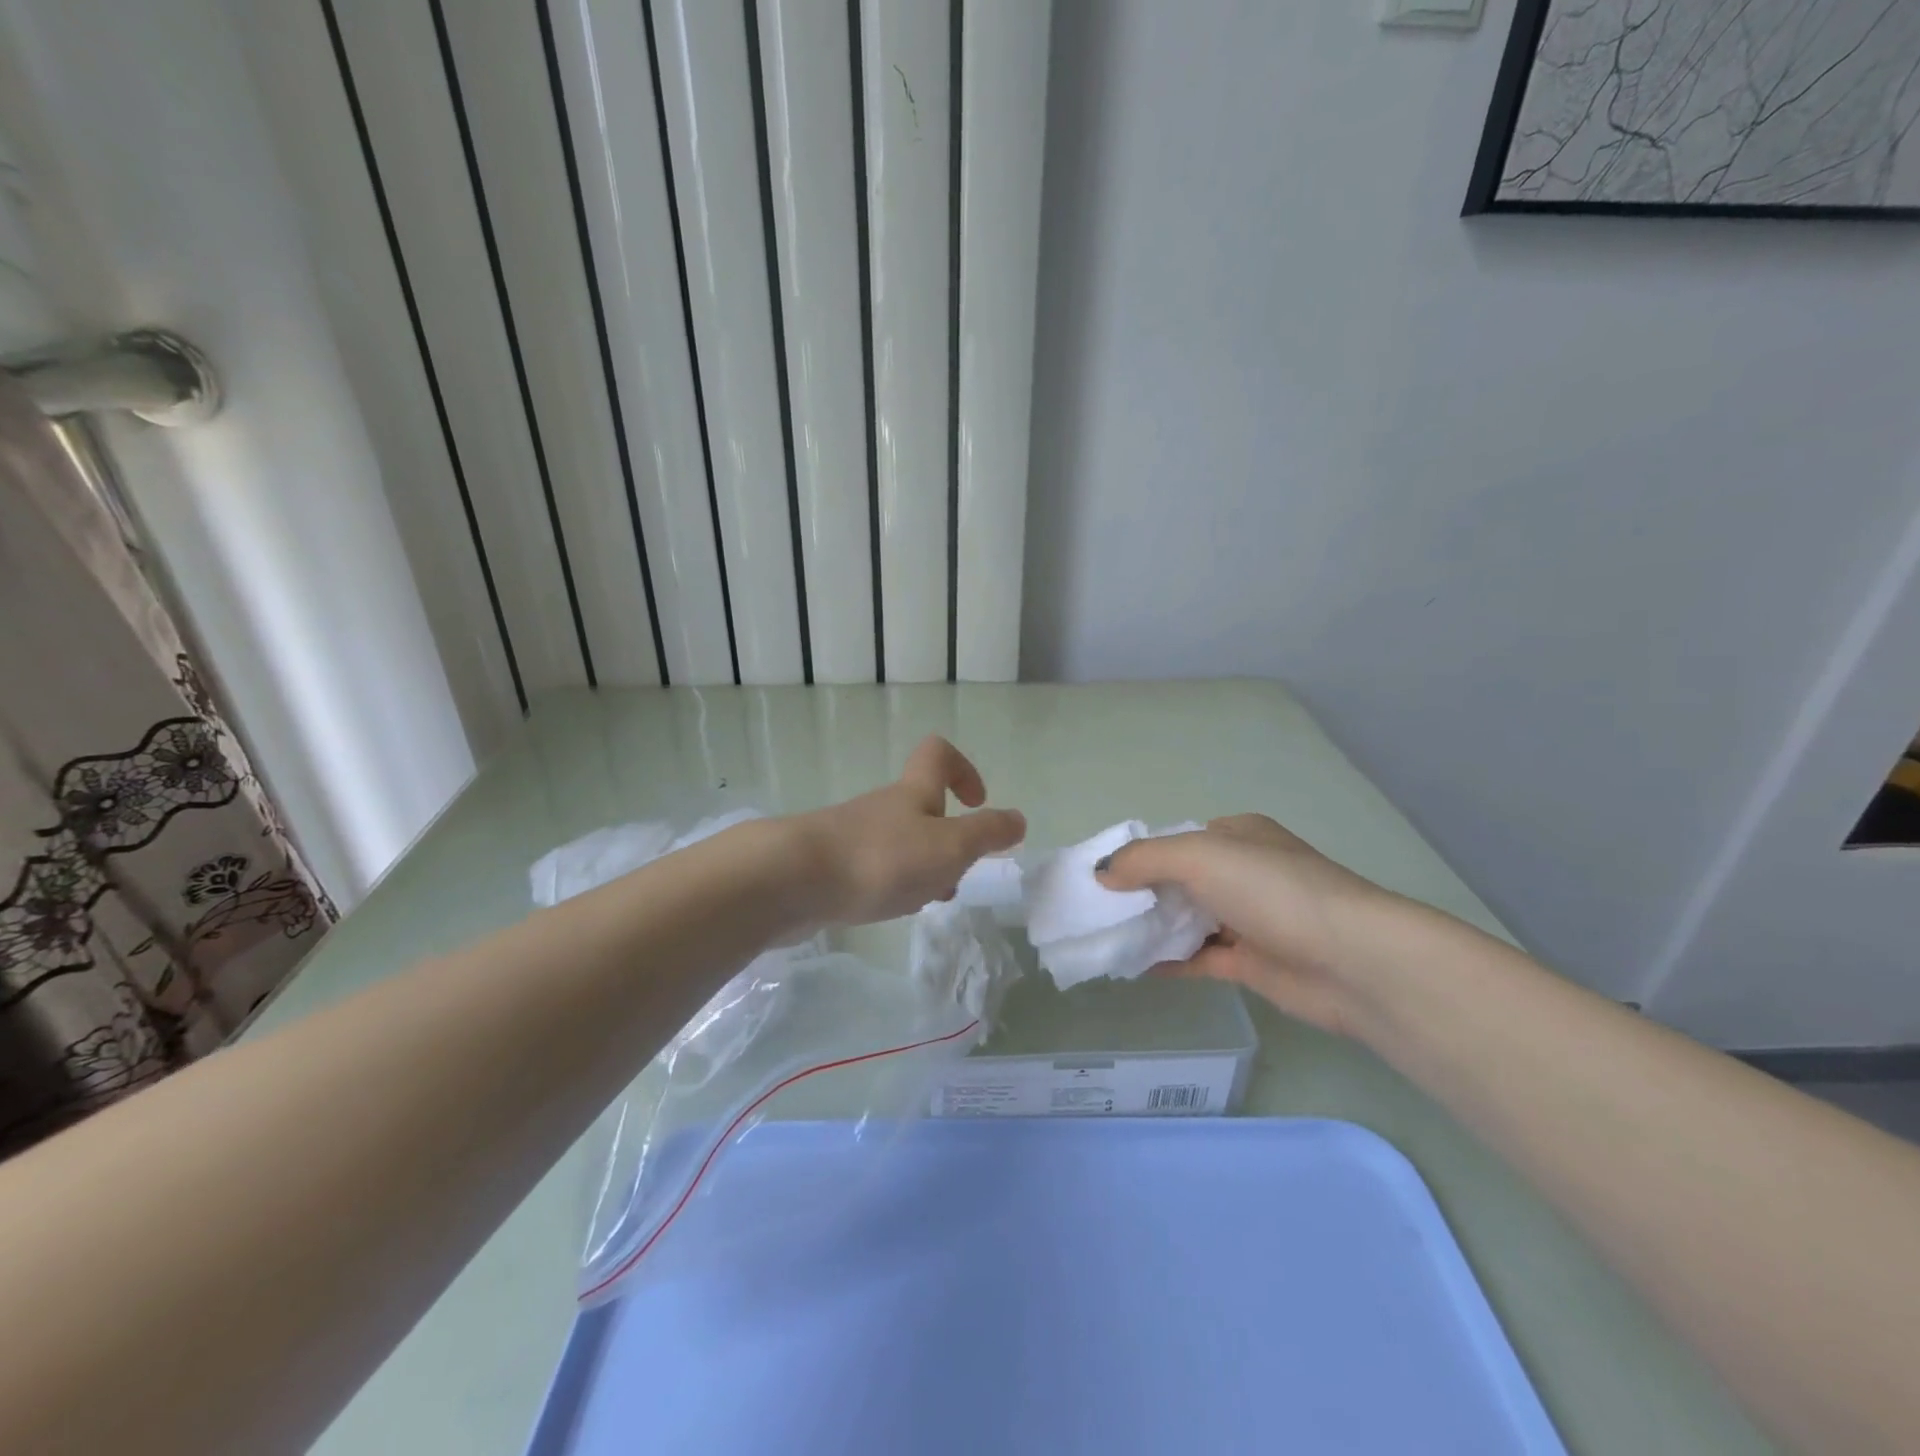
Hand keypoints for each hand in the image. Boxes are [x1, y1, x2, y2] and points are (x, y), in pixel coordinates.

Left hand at [790, 736, 1025, 927]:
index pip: (939, 754)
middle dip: (946, 837)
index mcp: (914, 793)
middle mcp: (884, 807)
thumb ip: (987, 833)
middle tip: (956, 872)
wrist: (793, 881)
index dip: (964, 769)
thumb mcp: (949, 846)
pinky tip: (888, 908)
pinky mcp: (831, 864)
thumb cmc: (882, 858)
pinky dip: (890, 884)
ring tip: (925, 901)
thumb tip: (1019, 820)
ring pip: (899, 842)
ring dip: (921, 867)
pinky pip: (872, 867)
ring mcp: (853, 834)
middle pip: (921, 806)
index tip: (977, 802)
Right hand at [1097, 815, 1406, 1036]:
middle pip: (1178, 880)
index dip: (1137, 854)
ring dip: (1151, 928)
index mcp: (1236, 835)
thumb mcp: (1199, 856)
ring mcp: (1249, 918)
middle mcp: (1243, 872)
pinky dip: (1169, 961)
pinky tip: (1133, 967)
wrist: (1352, 962)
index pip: (1175, 839)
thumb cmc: (1272, 890)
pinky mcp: (1252, 962)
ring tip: (1103, 938)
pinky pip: (1199, 958)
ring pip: (1188, 920)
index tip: (1097, 875)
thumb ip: (1144, 860)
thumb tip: (1100, 873)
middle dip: (1139, 893)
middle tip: (1093, 910)